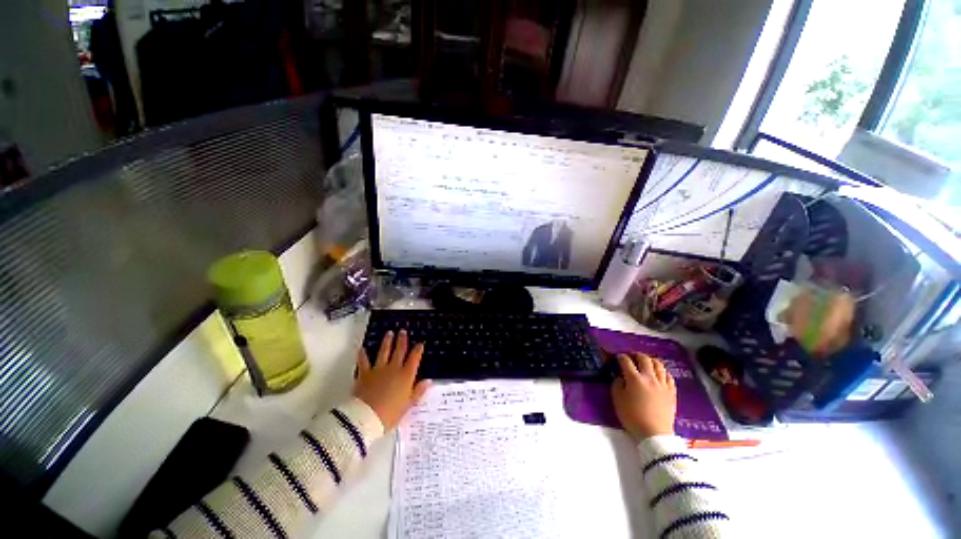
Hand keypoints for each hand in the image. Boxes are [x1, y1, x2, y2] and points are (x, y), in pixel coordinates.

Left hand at [354, 330, 431, 430]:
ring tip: (389, 333)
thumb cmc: (390, 414)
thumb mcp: (408, 405)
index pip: (414, 358)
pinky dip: (362, 355)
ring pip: (384, 351)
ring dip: (387, 342)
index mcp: (406, 375)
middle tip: (403, 331)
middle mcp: (393, 368)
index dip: (418, 350)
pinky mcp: (364, 374)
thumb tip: (428, 381)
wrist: (366, 417)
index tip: (420, 343)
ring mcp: (378, 369)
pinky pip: (364, 361)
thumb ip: (418, 391)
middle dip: (402, 340)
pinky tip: (362, 348)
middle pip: (399, 350)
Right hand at [611, 353, 676, 440]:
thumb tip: (620, 376)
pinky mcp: (671, 392)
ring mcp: (662, 384)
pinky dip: (662, 371)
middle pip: (644, 359)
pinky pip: (668, 376)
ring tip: (646, 363)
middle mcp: (649, 377)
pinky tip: (659, 374)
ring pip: (658, 364)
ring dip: (650, 360)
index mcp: (634, 379)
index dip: (621, 357)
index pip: (626, 361)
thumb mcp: (617, 399)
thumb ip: (617, 383)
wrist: (654, 434)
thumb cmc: (632, 416)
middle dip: (636, 355)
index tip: (618, 358)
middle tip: (632, 357)